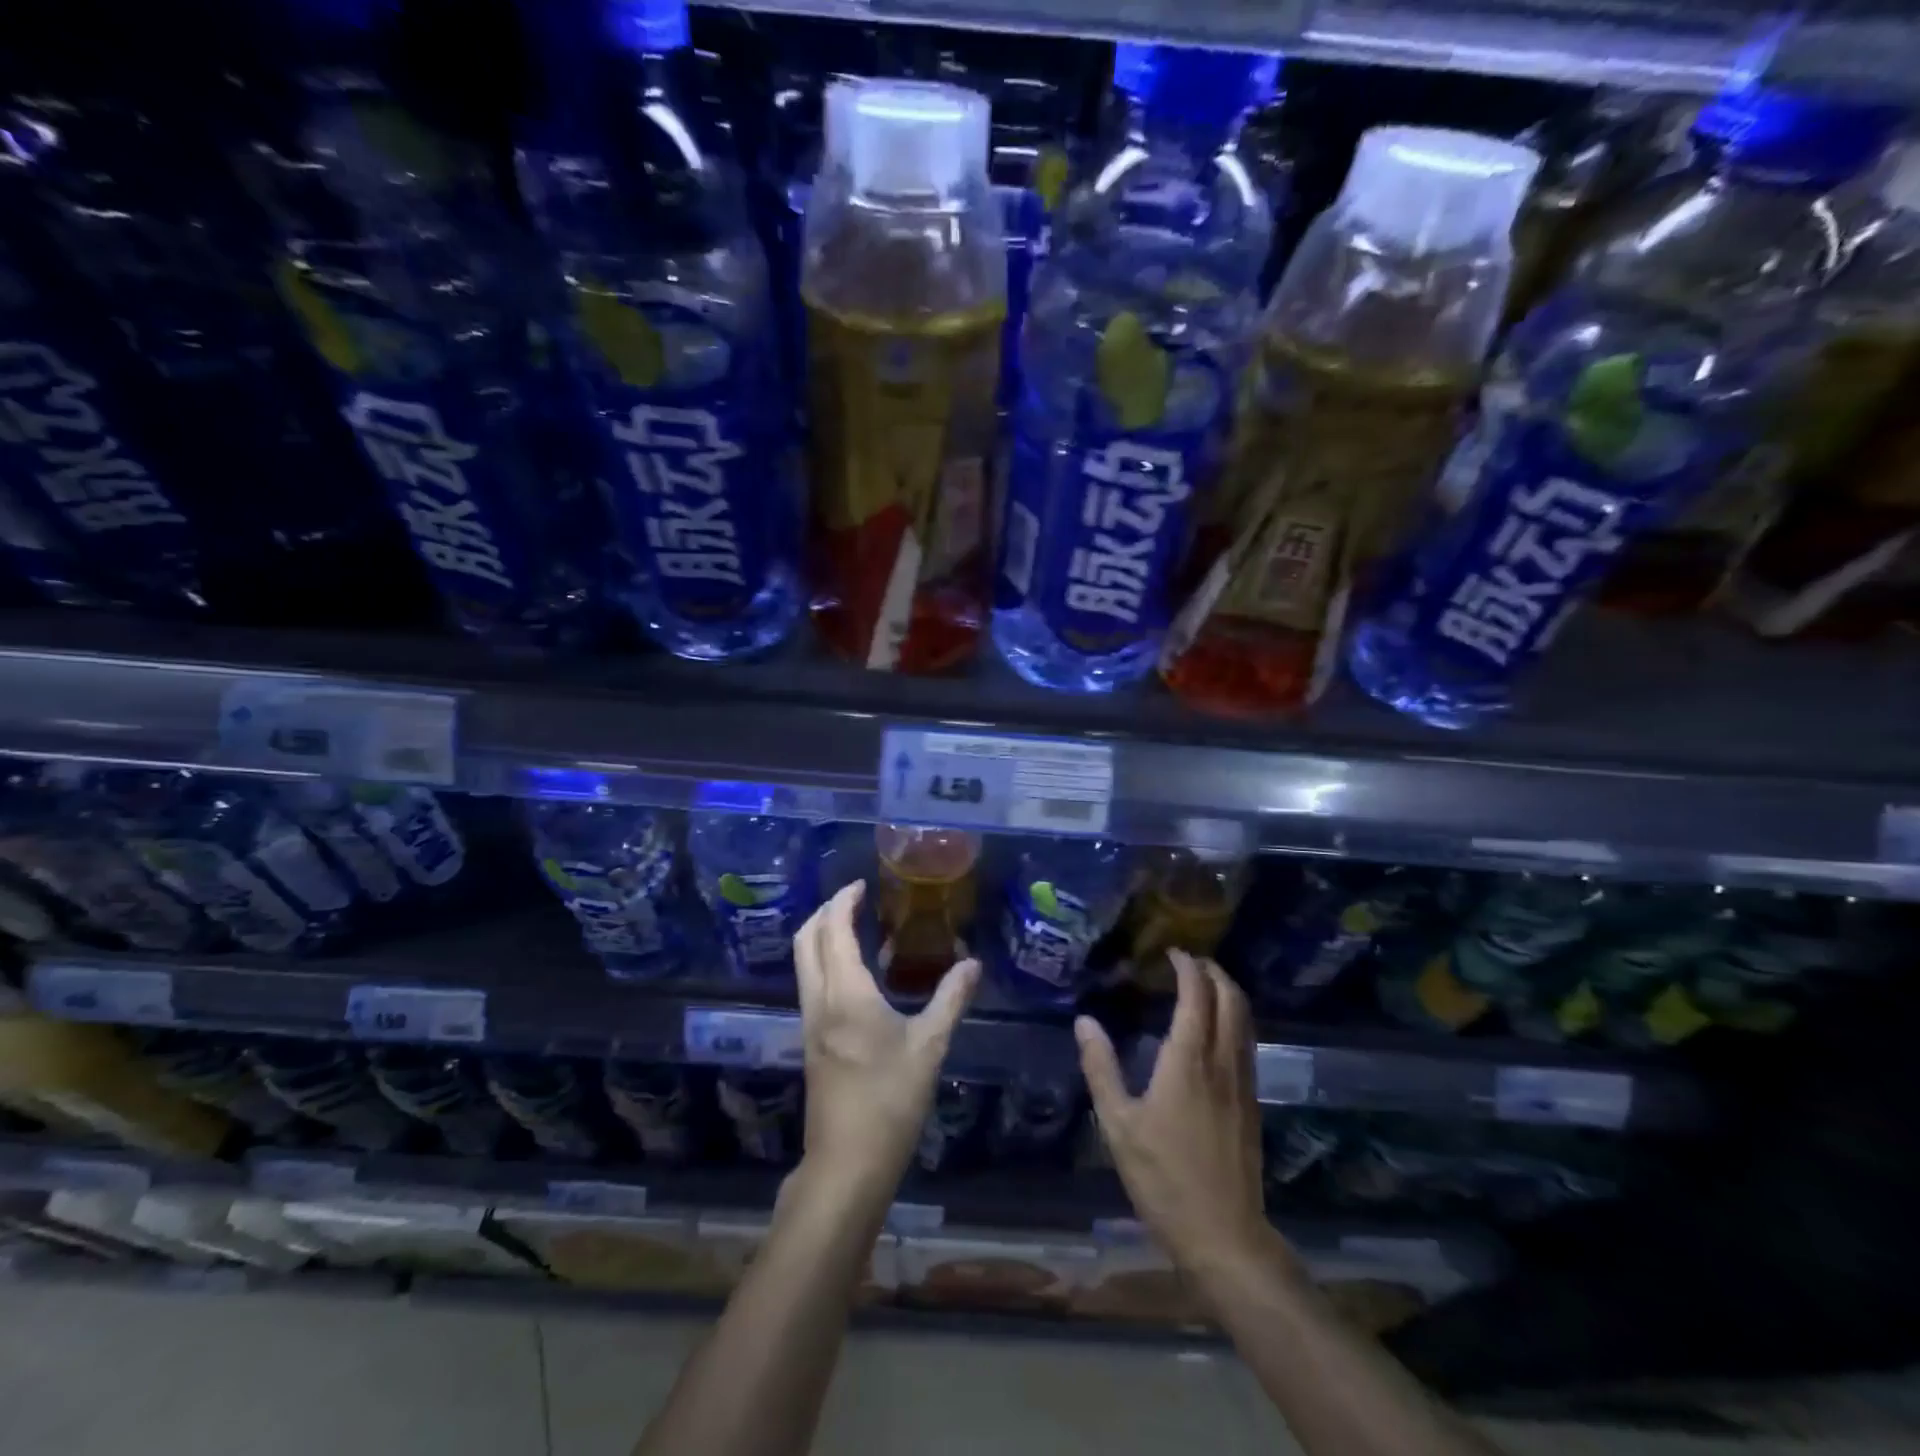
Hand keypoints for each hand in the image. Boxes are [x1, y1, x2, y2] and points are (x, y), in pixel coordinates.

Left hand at [793, 881, 979, 1198]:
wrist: (847, 1162)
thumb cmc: (890, 1100)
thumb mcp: (930, 1046)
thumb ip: (951, 999)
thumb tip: (972, 963)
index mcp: (846, 994)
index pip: (834, 931)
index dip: (843, 902)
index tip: (861, 885)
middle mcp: (819, 1001)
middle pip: (806, 940)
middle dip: (824, 912)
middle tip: (854, 900)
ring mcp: (810, 1023)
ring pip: (804, 963)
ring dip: (822, 937)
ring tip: (857, 928)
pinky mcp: (811, 1041)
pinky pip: (812, 984)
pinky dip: (826, 963)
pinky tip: (858, 975)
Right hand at [1076, 950, 1274, 1278]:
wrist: (1224, 1236)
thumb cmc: (1163, 1177)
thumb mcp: (1118, 1124)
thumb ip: (1101, 1068)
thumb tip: (1084, 1021)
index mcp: (1188, 1060)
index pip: (1197, 995)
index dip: (1188, 967)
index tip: (1172, 952)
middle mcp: (1222, 1062)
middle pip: (1231, 999)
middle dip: (1214, 972)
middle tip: (1191, 961)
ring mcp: (1243, 1083)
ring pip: (1245, 1021)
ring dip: (1229, 993)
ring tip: (1205, 986)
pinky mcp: (1252, 1104)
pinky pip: (1248, 1043)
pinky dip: (1235, 1020)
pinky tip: (1217, 1032)